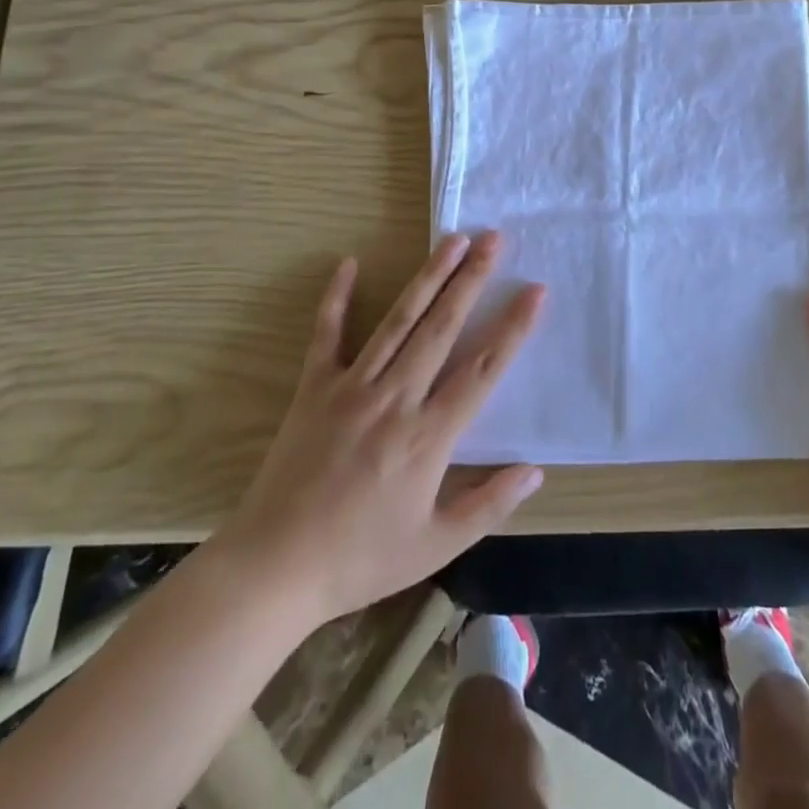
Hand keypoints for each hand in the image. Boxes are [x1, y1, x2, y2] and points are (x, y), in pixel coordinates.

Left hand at [212, 232, 544, 631]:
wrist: (273, 569)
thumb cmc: (360, 559)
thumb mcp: (435, 547)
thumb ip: (489, 505)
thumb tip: (536, 471)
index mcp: (428, 437)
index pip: (482, 370)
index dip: (512, 328)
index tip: (535, 291)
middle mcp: (395, 398)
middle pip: (442, 328)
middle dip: (472, 280)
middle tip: (494, 239)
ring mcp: (352, 387)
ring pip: (398, 321)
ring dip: (428, 277)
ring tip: (452, 240)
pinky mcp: (314, 388)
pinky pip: (327, 334)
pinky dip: (336, 298)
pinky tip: (347, 263)